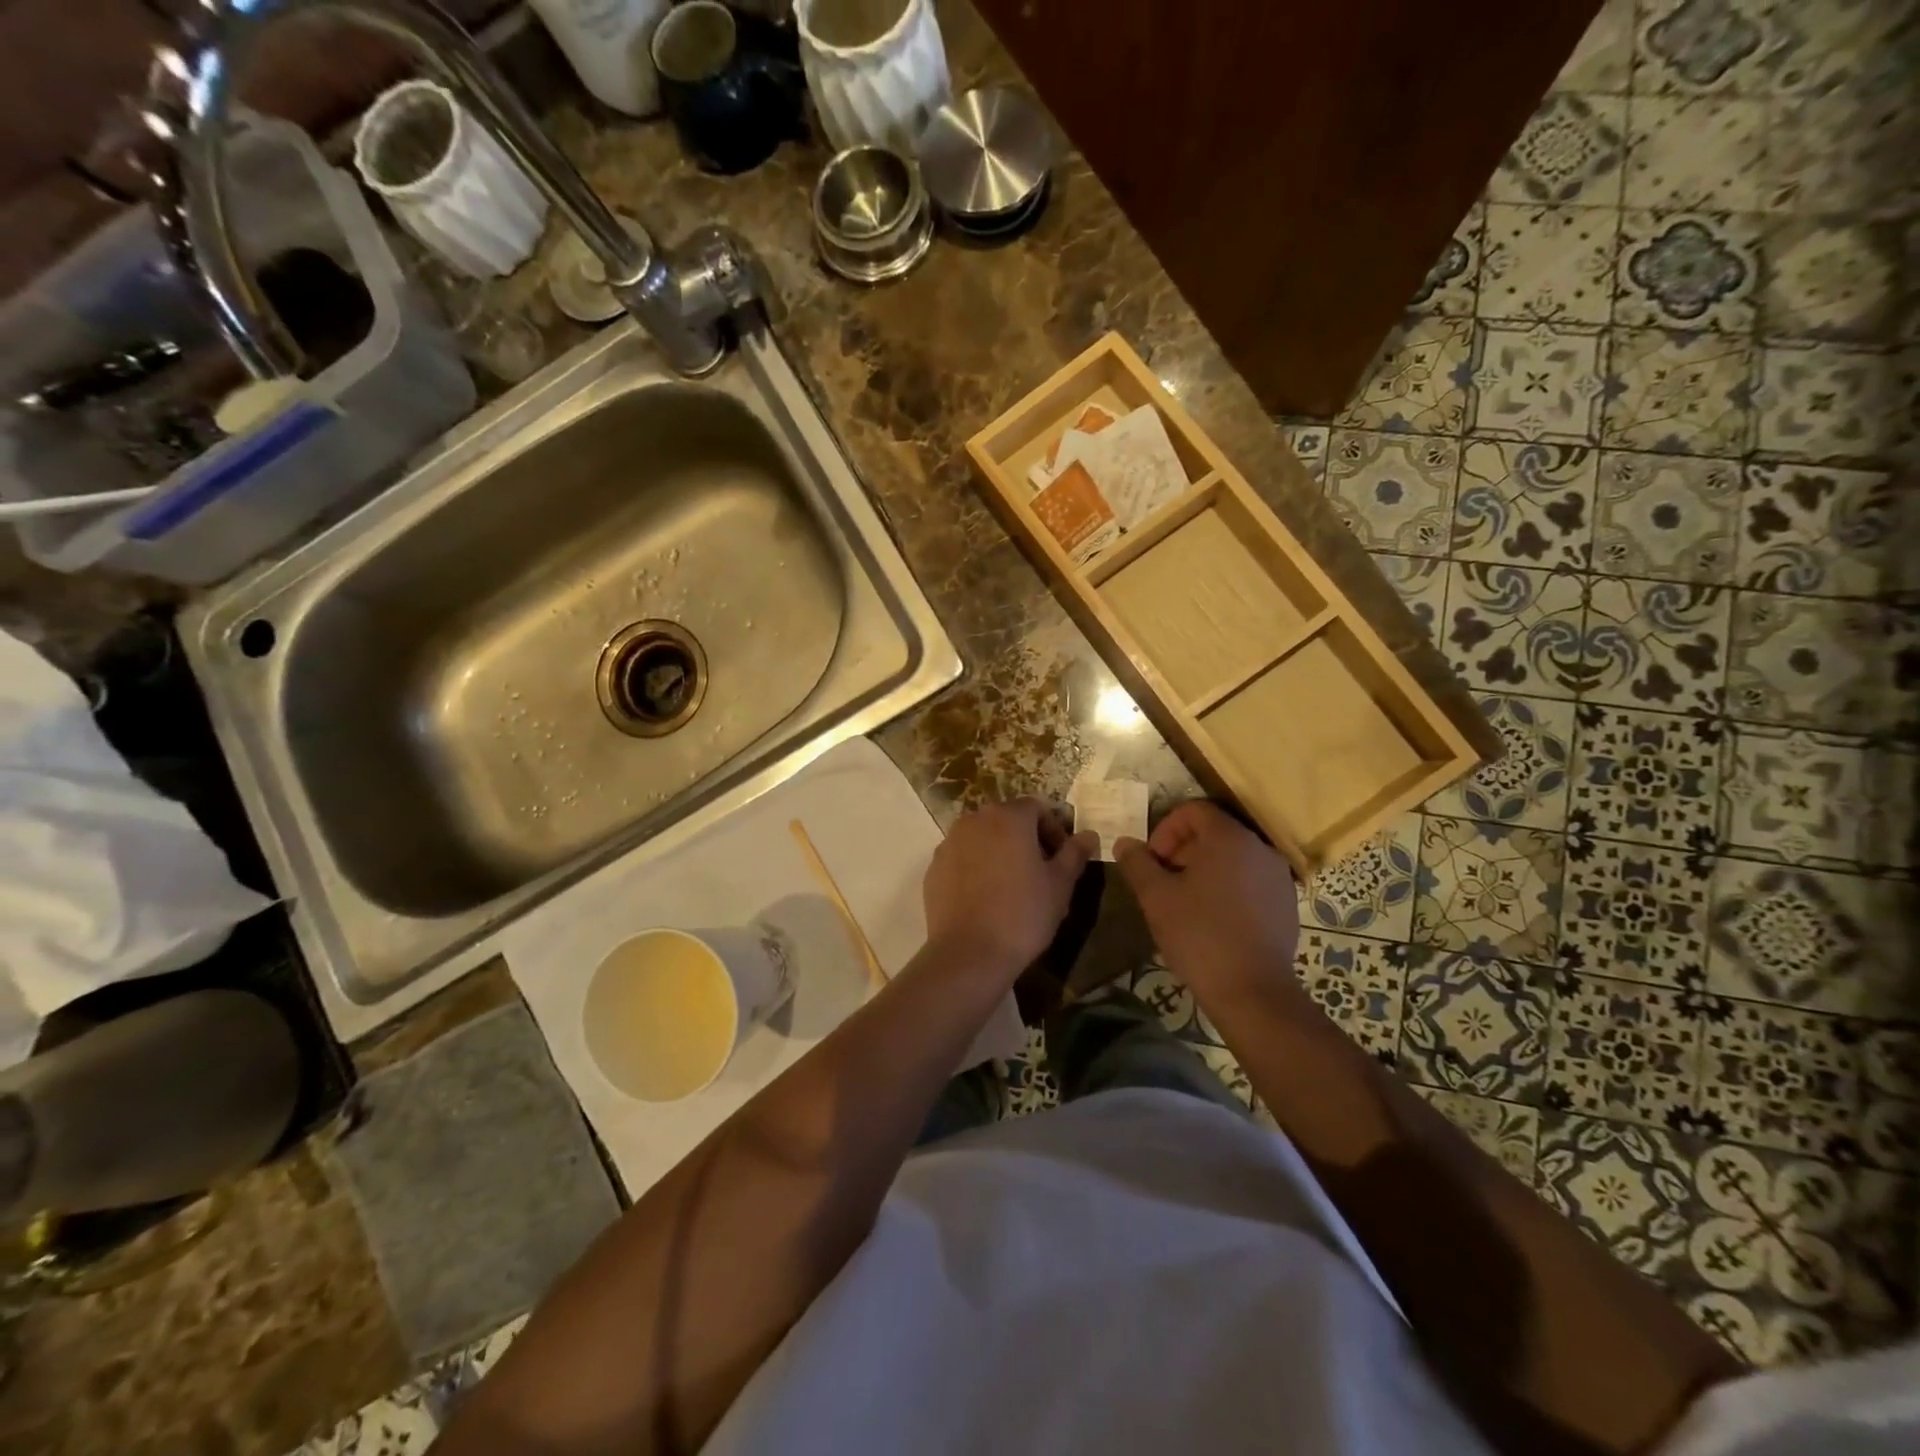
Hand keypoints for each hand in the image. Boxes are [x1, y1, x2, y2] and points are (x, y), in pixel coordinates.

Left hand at [923, 799, 1096, 976]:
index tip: (1062, 859)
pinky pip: (962, 858)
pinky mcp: (934, 867)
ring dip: (999, 852)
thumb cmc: (1023, 914)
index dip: (1054, 830)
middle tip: (1040, 872)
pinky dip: (976, 868)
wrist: (968, 953)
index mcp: (1007, 817)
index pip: (1036, 808)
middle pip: (1007, 819)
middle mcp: (974, 820)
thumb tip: (1089, 835)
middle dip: (1026, 839)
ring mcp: (949, 843)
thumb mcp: (1060, 885)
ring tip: (1012, 886)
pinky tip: (986, 898)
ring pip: (982, 838)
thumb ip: (1074, 854)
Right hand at [1114, 801, 1299, 1002]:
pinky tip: (1211, 920)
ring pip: (1232, 858)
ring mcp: (1278, 877)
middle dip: (1182, 851)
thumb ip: (1137, 863)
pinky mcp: (1286, 904)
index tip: (1152, 861)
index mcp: (1229, 839)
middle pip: (1214, 832)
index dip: (1165, 829)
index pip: (1194, 810)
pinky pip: (1249, 881)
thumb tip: (1125, 843)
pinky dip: (1226, 888)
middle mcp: (1259, 849)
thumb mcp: (1156, 897)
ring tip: (1184, 902)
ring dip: (1203, 870)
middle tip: (1162, 882)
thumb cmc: (1199, 935)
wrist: (1252, 992)